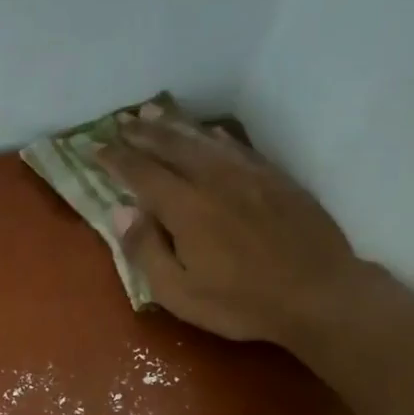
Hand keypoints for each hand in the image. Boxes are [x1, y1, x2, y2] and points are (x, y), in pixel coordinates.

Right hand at [97, 104, 364, 347]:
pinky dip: (214, 136)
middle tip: (121, 122)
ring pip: (204, 140)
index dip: (115, 159)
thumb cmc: (242, 303)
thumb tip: (120, 212)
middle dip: (142, 133)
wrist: (319, 294)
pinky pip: (236, 147)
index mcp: (186, 208)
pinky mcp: (275, 178)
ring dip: (175, 125)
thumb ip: (146, 251)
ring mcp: (248, 175)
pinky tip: (208, 132)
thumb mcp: (180, 293)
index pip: (141, 173)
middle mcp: (213, 180)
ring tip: (153, 112)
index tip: (94, 148)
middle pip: (171, 147)